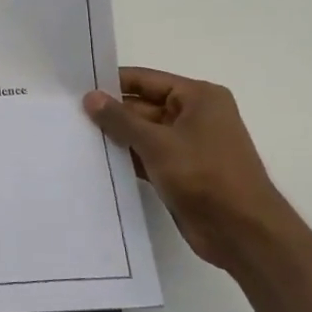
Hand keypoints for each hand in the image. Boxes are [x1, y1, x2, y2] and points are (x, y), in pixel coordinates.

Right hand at [84, 67, 299, 272]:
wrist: (242, 232)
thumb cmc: (204, 176)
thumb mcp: (157, 143)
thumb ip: (120, 119)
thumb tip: (90, 96)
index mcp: (199, 97)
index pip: (146, 80)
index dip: (112, 83)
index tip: (76, 88)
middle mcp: (195, 116)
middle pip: (143, 106)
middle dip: (111, 113)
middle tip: (68, 115)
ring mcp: (189, 145)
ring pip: (143, 133)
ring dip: (116, 137)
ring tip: (75, 136)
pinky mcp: (181, 171)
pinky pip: (147, 156)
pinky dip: (127, 157)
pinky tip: (97, 160)